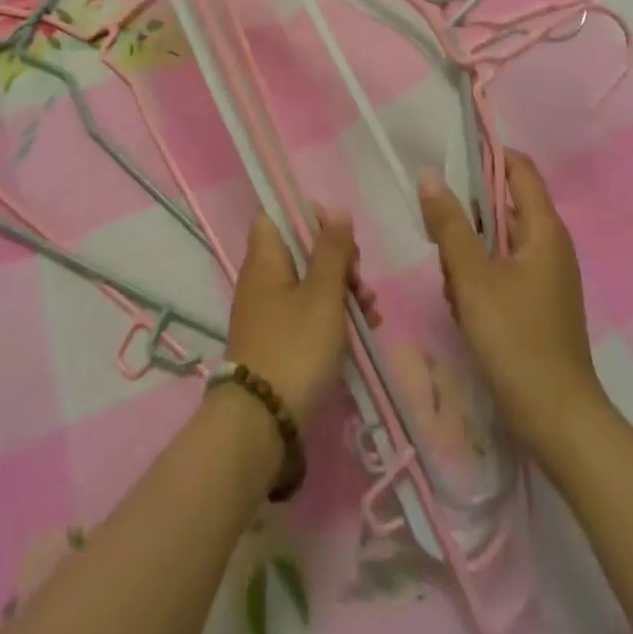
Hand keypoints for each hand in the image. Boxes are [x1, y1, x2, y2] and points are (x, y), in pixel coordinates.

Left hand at [225, 207, 378, 428]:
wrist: (262, 422)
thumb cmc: (295, 346)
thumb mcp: (322, 294)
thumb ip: (332, 251)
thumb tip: (336, 211)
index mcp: (265, 259)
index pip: (277, 216)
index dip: (307, 217)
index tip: (338, 235)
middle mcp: (261, 280)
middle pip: (300, 252)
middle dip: (337, 261)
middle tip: (360, 280)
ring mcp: (268, 313)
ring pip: (309, 285)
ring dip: (342, 292)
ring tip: (371, 312)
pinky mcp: (278, 343)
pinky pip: (307, 315)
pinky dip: (332, 317)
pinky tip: (362, 331)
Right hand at [419, 151, 603, 464]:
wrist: (558, 421)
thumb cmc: (516, 340)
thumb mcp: (473, 277)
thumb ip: (449, 224)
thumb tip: (429, 175)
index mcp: (544, 230)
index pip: (520, 169)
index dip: (487, 154)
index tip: (448, 154)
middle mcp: (550, 246)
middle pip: (504, 205)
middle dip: (468, 212)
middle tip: (435, 225)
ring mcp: (545, 277)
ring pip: (498, 241)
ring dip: (469, 250)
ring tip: (448, 276)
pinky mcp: (536, 304)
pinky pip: (501, 270)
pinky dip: (478, 276)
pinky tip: (461, 304)